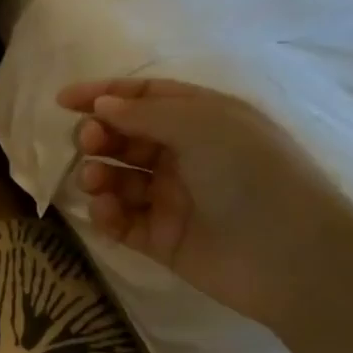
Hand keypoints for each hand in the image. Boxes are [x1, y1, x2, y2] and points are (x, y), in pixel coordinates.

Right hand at [56, 78, 334, 323]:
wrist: (290, 257)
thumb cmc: (252, 174)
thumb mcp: (202, 125)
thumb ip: (144, 112)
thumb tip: (101, 104)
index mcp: (203, 121)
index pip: (145, 98)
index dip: (104, 95)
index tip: (63, 102)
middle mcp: (185, 156)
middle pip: (125, 138)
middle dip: (99, 136)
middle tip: (89, 143)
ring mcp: (172, 199)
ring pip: (118, 179)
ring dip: (98, 174)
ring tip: (95, 181)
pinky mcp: (160, 238)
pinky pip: (121, 220)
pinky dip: (106, 213)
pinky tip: (106, 210)